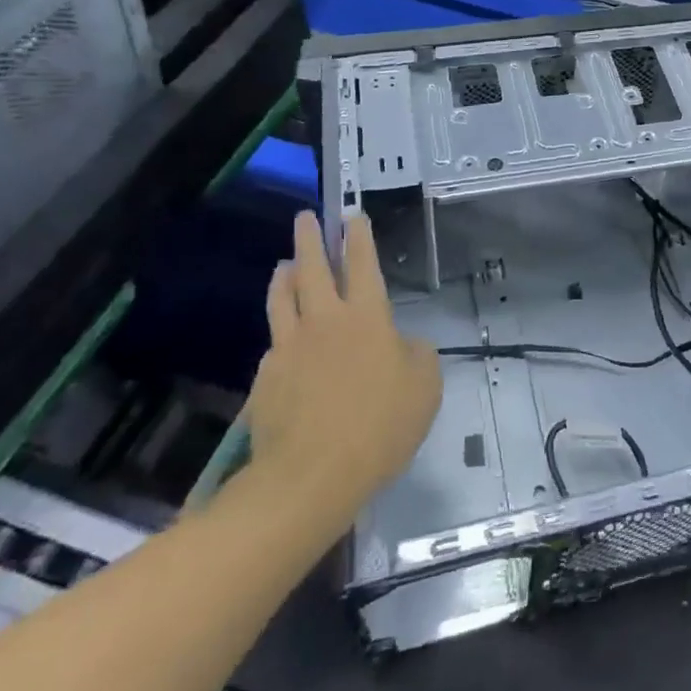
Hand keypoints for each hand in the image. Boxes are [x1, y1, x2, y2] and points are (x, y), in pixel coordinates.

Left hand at [244, 212, 441, 512]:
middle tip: (306, 217)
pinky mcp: (265, 378)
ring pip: (283, 299)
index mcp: (366, 316)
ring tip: (283, 264)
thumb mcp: (425, 386)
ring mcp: (289, 347)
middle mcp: (324, 320)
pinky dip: (279, 332)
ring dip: (285, 276)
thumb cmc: (380, 425)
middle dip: (311, 238)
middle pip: (313, 268)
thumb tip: (401, 343)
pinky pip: (273, 344)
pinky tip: (281, 341)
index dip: (359, 236)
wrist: (311, 476)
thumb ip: (417, 354)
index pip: (362, 263)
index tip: (353, 215)